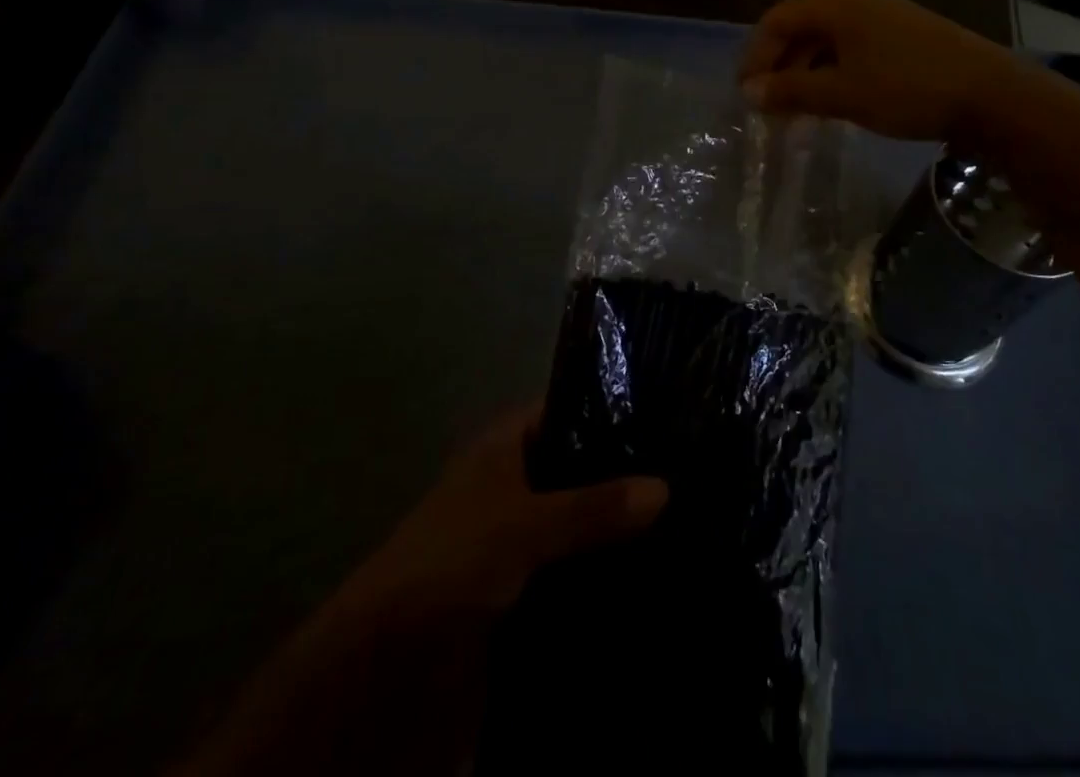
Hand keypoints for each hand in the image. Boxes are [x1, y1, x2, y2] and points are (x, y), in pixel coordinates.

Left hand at [178, 408, 666, 776]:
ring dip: (624, 529)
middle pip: (585, 467)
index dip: (615, 405)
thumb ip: (592, 507)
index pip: (571, 407)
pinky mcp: (530, 591)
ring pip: (587, 521)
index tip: (673, 411)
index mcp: (507, 448)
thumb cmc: (447, 564)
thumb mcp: (521, 526)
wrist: (382, 674)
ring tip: (696, 516)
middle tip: (698, 469)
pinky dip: (611, 573)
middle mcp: (519, 485)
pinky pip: (581, 571)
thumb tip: (666, 487)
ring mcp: (525, 539)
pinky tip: (662, 573)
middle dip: (630, 474)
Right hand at [738, 0, 1016, 141]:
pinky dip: (832, 71)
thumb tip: (748, 93)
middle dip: (779, 65)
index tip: (746, 94)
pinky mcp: (902, 34)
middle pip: (800, 26)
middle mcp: (855, 0)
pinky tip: (833, 100)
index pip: (776, 20)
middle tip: (768, 105)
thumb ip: (790, 91)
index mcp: (835, 4)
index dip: (755, 56)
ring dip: (805, 71)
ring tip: (796, 109)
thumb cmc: (906, 88)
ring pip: (827, 39)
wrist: (990, 93)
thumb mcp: (842, 93)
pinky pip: (851, 47)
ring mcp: (882, 15)